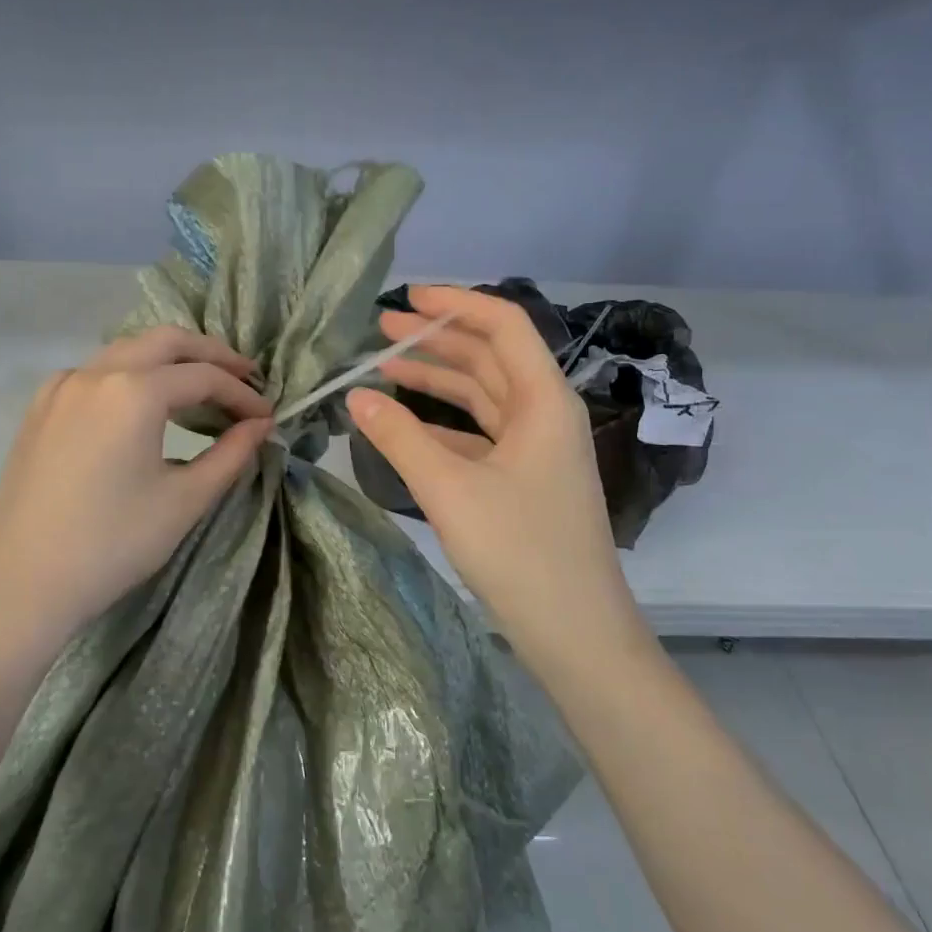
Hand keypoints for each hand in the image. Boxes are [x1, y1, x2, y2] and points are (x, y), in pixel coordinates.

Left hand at [0, 327, 272, 650]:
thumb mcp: (184, 500)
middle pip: (165, 341)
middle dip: (210, 354)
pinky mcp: (40, 408)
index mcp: (133, 392)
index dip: (242, 394)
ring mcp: (60, 387)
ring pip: (126, 350)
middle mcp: (95, 373)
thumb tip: (260, 425)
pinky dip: (130, 375)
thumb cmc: (113, 544)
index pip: (203, 377)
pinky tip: (141, 406)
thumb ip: (230, 454)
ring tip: (200, 388)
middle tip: (243, 377)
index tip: (266, 416)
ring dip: (169, 360)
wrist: (24, 583)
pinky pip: (95, 373)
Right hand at [347, 285, 633, 667]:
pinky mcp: (525, 479)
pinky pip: (480, 434)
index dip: (456, 304)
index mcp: (544, 401)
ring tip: (385, 366)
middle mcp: (545, 414)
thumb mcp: (450, 489)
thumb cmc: (519, 551)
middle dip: (437, 339)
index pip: (504, 326)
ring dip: (438, 379)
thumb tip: (355, 396)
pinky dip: (444, 423)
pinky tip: (406, 425)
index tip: (407, 299)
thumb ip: (399, 437)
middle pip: (490, 357)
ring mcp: (537, 449)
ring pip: (483, 396)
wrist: (575, 632)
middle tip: (381, 330)